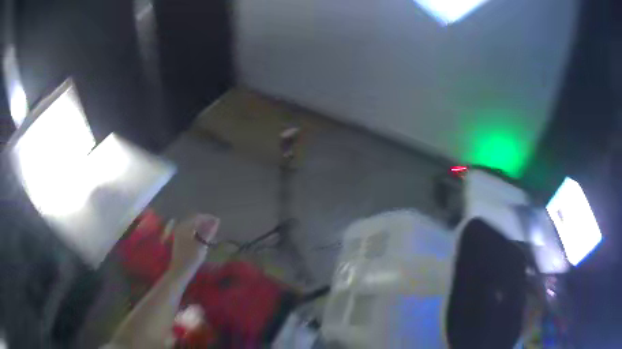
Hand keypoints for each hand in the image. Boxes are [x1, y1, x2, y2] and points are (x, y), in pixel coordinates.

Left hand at [169, 214, 219, 273]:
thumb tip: (216, 220)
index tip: (218, 221)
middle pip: (194, 220)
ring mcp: (179, 233)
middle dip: (205, 221)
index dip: (208, 218)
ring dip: (201, 226)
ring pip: (192, 225)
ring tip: (211, 231)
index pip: (198, 217)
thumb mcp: (202, 244)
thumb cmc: (191, 258)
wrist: (180, 270)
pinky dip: (197, 231)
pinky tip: (203, 237)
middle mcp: (180, 227)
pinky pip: (190, 230)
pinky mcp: (180, 239)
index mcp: (184, 227)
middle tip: (215, 226)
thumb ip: (209, 232)